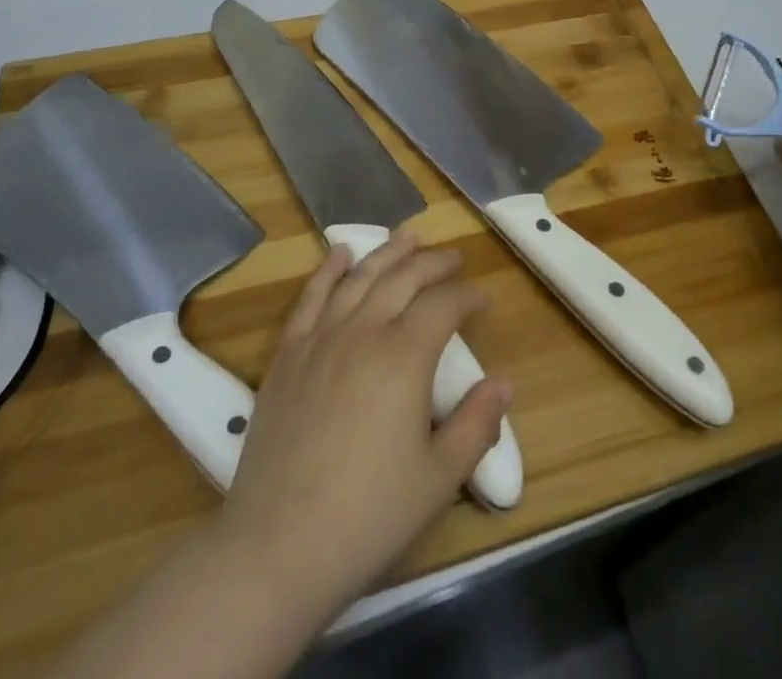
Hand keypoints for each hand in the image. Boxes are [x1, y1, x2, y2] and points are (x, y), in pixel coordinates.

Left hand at [217, 232, 511, 625]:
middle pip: (404, 278)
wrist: (278, 545)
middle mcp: (364, 331)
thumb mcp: (439, 478)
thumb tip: (503, 382)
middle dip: (433, 263)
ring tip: (408, 237)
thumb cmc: (369, 515)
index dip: (467, 296)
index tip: (482, 299)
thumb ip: (477, 425)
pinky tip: (339, 253)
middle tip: (453, 258)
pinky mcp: (287, 354)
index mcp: (405, 356)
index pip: (444, 305)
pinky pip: (310, 297)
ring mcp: (321, 338)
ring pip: (360, 277)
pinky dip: (327, 270)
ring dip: (387, 253)